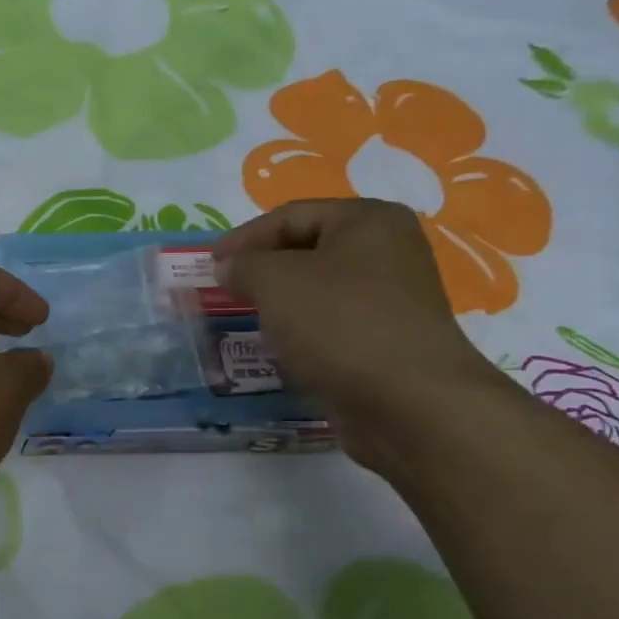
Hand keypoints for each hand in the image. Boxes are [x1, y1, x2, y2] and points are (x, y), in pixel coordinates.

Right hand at [213, 199, 510, 470]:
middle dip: (262, 271)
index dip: (244, 238)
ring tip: (248, 322)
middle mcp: (388, 251)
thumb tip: (230, 267)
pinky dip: (303, 333)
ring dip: (281, 305)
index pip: (290, 215)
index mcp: (368, 220)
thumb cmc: (340, 324)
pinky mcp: (388, 341)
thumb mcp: (276, 282)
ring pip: (319, 291)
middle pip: (307, 251)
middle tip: (225, 292)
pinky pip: (333, 326)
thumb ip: (244, 265)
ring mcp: (392, 299)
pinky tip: (282, 352)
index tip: (209, 265)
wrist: (408, 403)